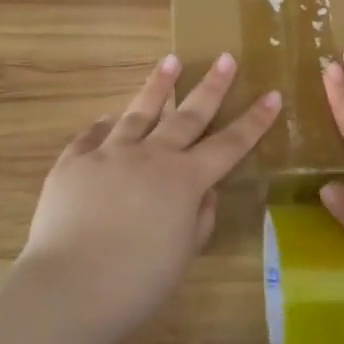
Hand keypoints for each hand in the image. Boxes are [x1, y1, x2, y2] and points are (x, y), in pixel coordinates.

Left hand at [20, 53, 280, 332]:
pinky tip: (110, 116)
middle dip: (211, 86)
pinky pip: (92, 135)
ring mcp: (109, 154)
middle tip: (225, 58)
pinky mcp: (73, 162)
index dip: (254, 120)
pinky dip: (105, 125)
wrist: (70, 285)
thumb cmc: (137, 281)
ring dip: (158, 86)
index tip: (272, 94)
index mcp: (185, 180)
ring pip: (139, 112)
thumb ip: (199, 218)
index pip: (229, 144)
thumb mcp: (183, 253)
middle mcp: (151, 156)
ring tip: (171, 61)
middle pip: (187, 115)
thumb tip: (205, 193)